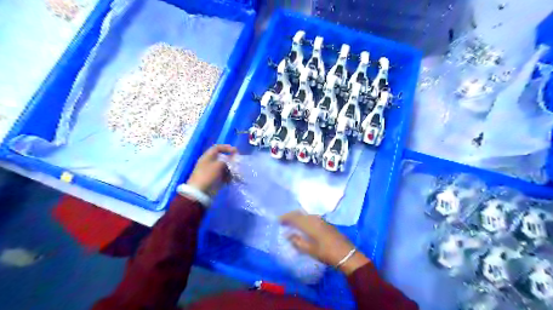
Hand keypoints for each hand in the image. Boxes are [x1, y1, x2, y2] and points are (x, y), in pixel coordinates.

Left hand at [187, 144, 236, 193]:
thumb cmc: (208, 176)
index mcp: (207, 157)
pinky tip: (231, 180)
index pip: (217, 148)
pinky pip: (223, 176)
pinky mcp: (214, 179)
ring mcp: (212, 172)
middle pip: (222, 158)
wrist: (199, 192)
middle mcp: (209, 163)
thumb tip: (231, 159)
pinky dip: (228, 177)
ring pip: (224, 168)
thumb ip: (226, 160)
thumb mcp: (218, 165)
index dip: (226, 148)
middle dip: (231, 161)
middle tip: (237, 163)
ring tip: (236, 173)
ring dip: (231, 170)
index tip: (236, 151)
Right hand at [283, 212, 368, 274]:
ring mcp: (321, 220)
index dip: (286, 217)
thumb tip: (287, 235)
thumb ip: (297, 242)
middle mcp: (315, 219)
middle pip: (300, 213)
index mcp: (310, 224)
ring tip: (292, 221)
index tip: (278, 220)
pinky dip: (304, 218)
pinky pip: (311, 216)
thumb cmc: (326, 253)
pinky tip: (303, 224)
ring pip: (306, 214)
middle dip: (291, 215)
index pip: (295, 217)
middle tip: (284, 220)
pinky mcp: (326, 223)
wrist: (346, 254)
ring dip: (298, 216)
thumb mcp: (310, 250)